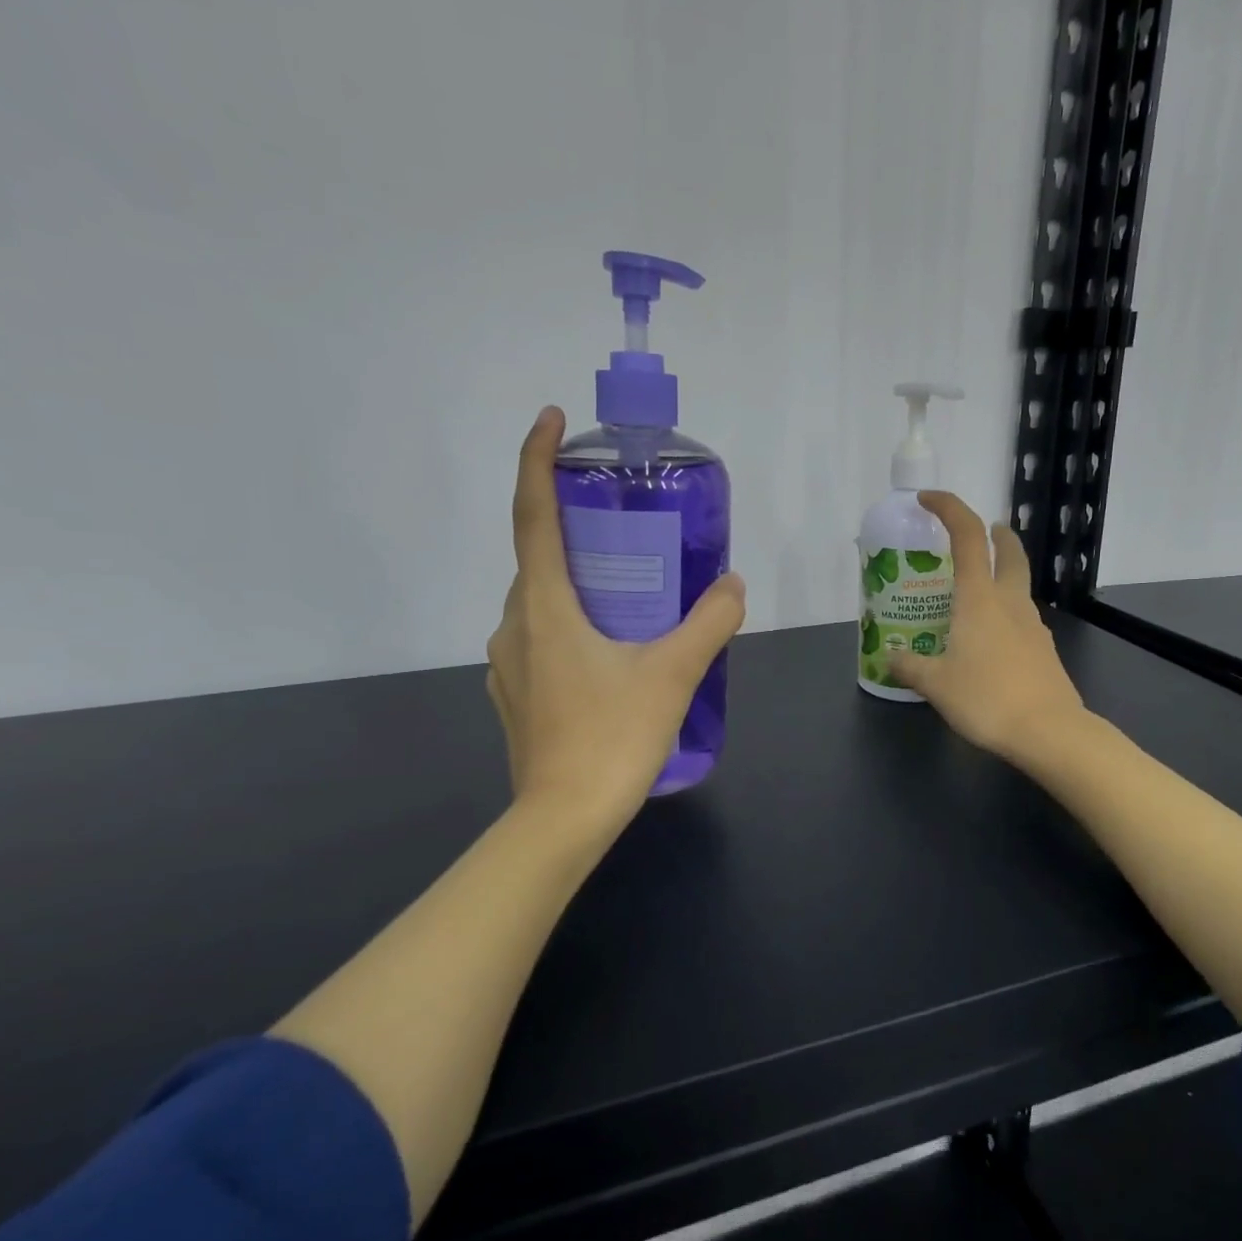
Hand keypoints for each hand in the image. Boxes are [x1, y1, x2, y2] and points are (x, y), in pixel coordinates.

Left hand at [486, 407, 744, 831]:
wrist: (562, 820)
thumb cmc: (613, 738)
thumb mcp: (673, 674)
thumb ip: (709, 622)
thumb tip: (733, 584)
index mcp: (544, 606)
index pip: (532, 516)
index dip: (536, 461)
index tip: (551, 420)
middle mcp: (514, 625)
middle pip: (538, 559)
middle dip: (573, 531)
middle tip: (624, 527)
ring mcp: (508, 664)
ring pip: (540, 603)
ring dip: (575, 584)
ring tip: (626, 591)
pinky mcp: (516, 695)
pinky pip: (540, 639)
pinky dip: (570, 624)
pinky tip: (609, 650)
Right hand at [889, 492, 1085, 765]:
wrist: (1048, 732)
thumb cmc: (986, 698)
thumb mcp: (935, 684)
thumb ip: (909, 666)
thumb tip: (889, 658)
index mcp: (979, 598)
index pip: (967, 536)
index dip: (949, 508)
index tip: (928, 500)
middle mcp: (1010, 602)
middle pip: (1009, 552)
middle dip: (997, 535)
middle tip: (985, 532)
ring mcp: (1033, 625)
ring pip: (1018, 587)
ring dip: (1001, 576)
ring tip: (974, 595)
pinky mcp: (1044, 650)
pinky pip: (1021, 619)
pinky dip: (1006, 613)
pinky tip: (990, 640)